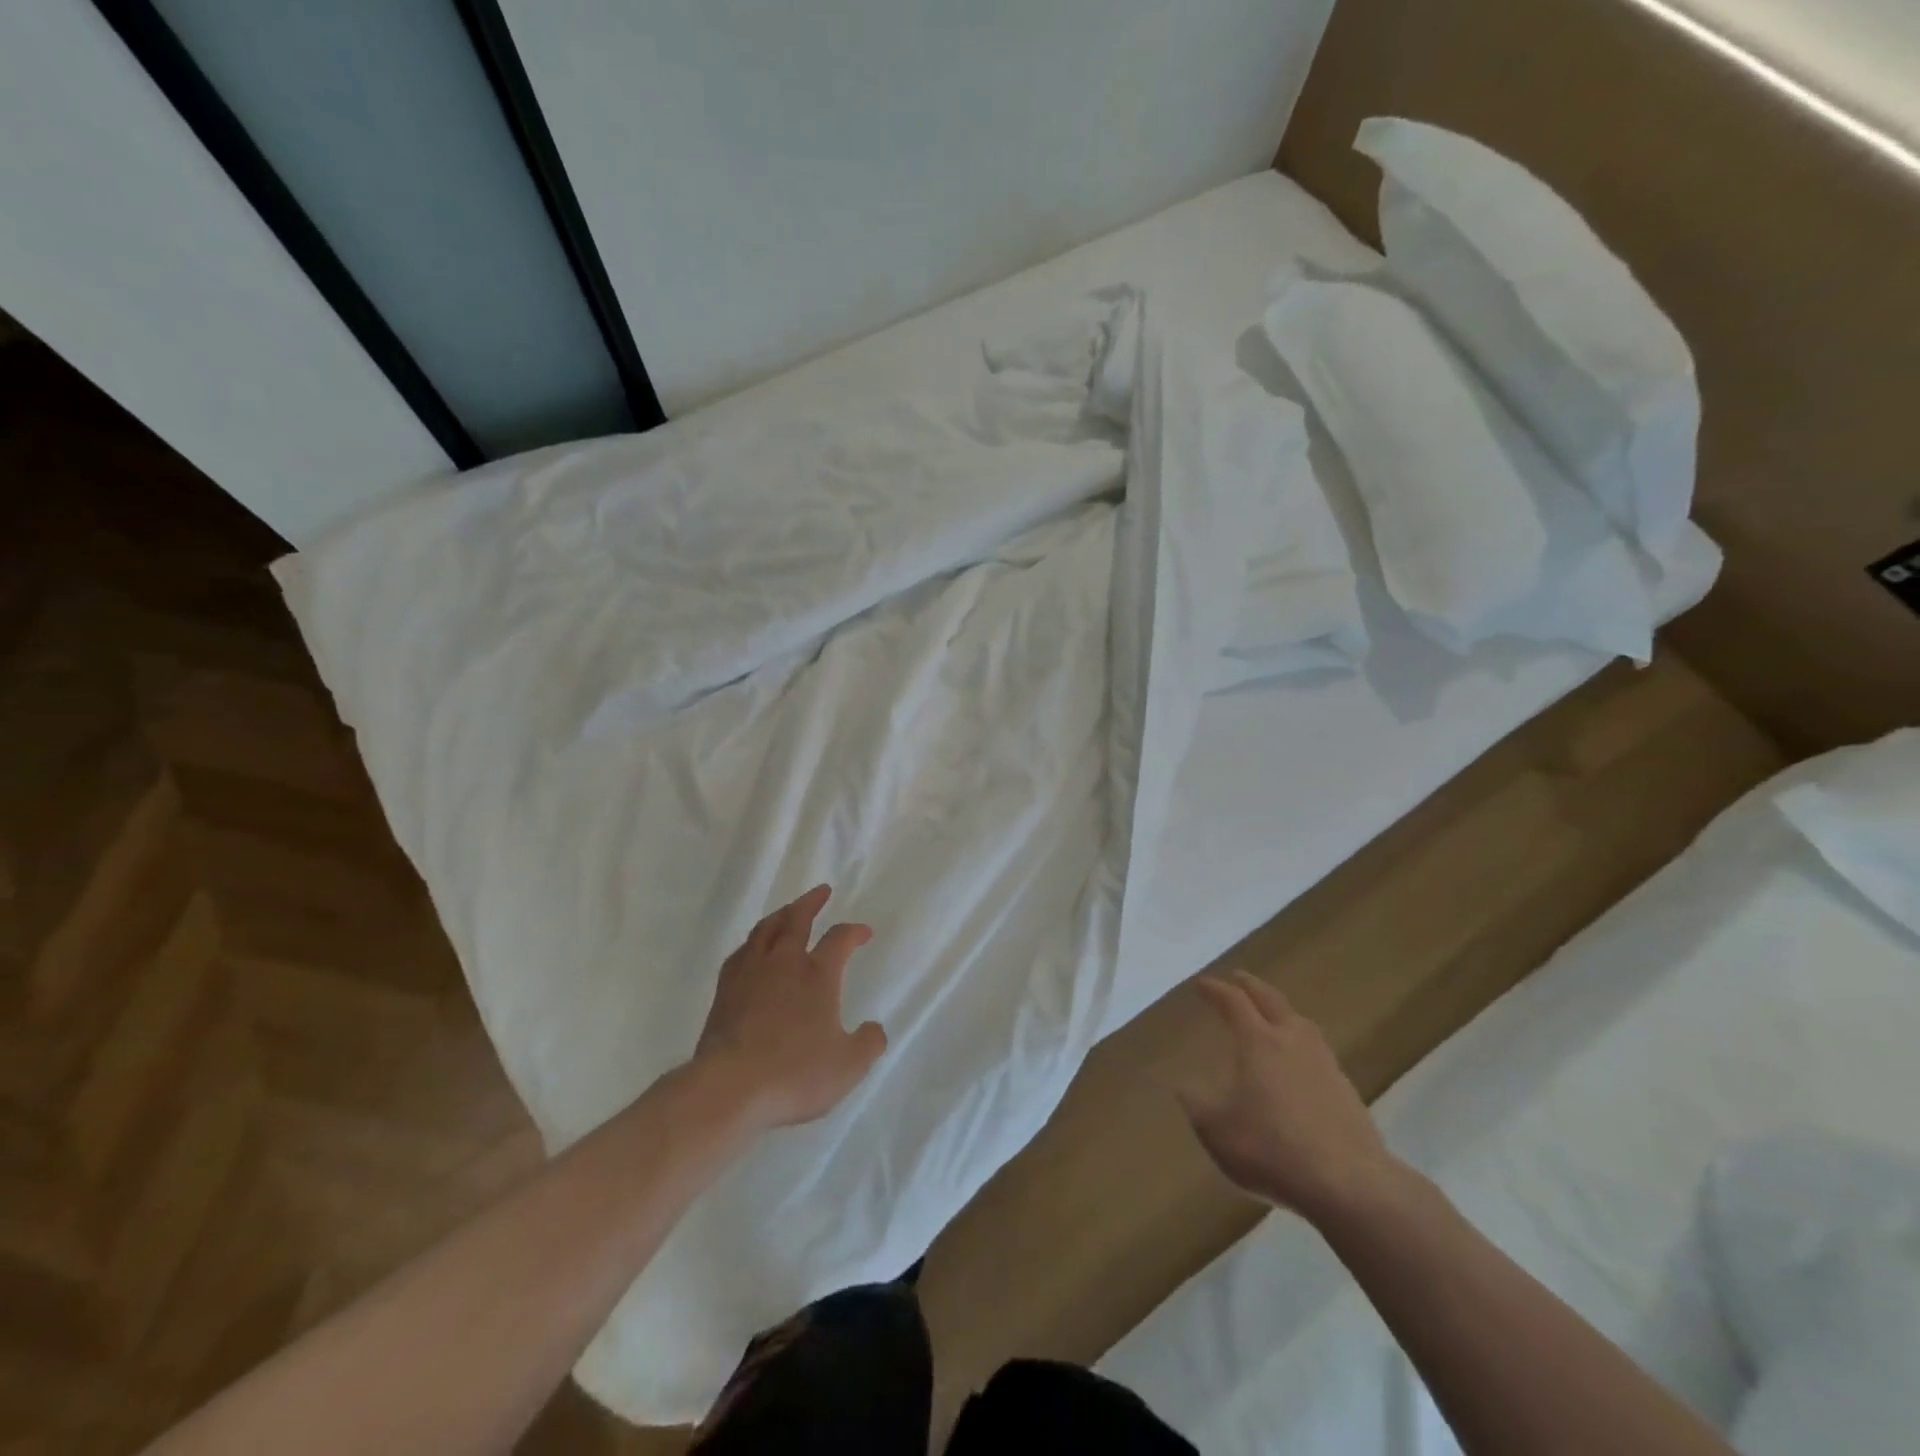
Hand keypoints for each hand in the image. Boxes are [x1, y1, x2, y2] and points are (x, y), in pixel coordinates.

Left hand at [693, 885, 887, 1132]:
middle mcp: (784, 964)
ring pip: (765, 930)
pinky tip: (752, 949)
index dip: (854, 932)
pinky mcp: (724, 992)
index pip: (839, 939)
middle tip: (821, 890)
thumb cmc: (794, 1074)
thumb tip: (875, 1029)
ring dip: (780, 915)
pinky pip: (741, 953)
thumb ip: (868, 1044)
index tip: (863, 933)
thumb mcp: (848, 1066)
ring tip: (787, 911)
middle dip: (811, 902)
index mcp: (817, 975)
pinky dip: (753, 943)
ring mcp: (750, 974)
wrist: (729, 1088)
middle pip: (797, 920)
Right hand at [1178, 971, 1402, 1223]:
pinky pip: (1317, 1049)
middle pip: (1271, 1000)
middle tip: (1238, 978)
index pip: (1234, 1002)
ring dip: (1281, 1010)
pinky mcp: (1345, 1089)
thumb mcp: (1217, 1131)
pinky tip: (1298, 1059)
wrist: (1349, 1184)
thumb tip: (1183, 1086)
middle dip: (1251, 986)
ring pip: (1300, 1021)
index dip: (1215, 990)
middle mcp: (1292, 1041)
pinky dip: (1300, 1041)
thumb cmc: (1272, 1149)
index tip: (1201, 983)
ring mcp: (1324, 1063)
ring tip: (1272, 1013)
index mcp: (1258, 1042)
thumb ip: (1197, 1105)